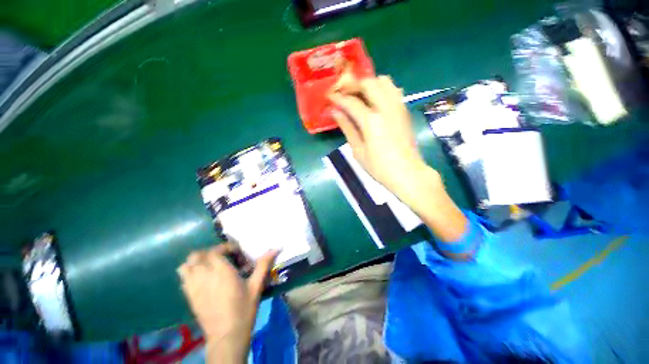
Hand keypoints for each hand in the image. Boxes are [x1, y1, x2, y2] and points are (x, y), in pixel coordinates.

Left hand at [178, 243, 277, 362]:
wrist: (227, 335)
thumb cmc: (244, 309)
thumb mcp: (256, 285)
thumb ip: (264, 264)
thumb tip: (276, 248)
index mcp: (221, 272)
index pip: (216, 251)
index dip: (225, 247)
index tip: (236, 251)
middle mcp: (204, 276)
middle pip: (197, 256)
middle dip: (209, 253)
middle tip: (223, 257)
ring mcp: (194, 287)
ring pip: (186, 266)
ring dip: (196, 262)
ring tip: (210, 266)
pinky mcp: (189, 297)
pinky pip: (183, 279)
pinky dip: (190, 273)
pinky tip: (203, 279)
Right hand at [329, 74, 467, 244]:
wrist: (407, 172)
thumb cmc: (379, 167)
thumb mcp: (358, 151)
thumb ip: (347, 128)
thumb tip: (335, 112)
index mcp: (371, 121)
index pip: (351, 101)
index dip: (338, 97)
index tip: (329, 95)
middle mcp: (386, 108)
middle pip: (368, 83)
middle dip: (353, 84)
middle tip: (343, 92)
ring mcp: (398, 107)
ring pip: (384, 82)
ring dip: (369, 84)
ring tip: (359, 94)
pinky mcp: (404, 110)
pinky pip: (393, 90)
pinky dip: (382, 89)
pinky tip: (375, 100)